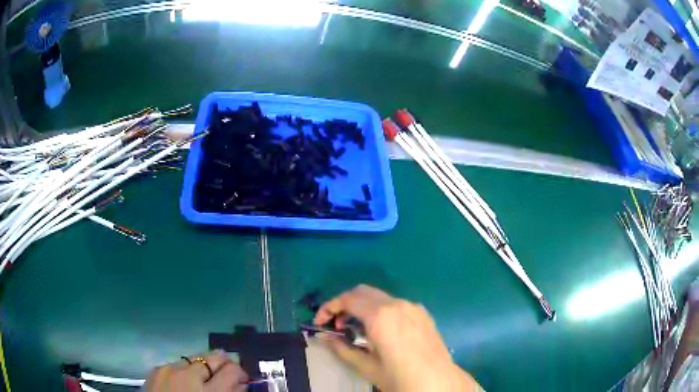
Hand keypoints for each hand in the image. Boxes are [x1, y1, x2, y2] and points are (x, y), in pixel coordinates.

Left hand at [145, 350, 247, 391]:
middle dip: (224, 363)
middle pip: (214, 356)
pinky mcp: (157, 368)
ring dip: (204, 365)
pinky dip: (185, 369)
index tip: (241, 380)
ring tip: (204, 376)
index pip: (232, 370)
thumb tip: (240, 384)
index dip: (240, 373)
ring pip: (196, 357)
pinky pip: (178, 363)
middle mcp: (189, 376)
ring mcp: (170, 369)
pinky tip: (184, 379)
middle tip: (227, 373)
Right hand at [315, 285, 480, 391]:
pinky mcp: (423, 313)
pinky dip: (380, 310)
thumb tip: (323, 337)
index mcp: (380, 316)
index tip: (320, 322)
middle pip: (362, 291)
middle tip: (336, 324)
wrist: (438, 382)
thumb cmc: (399, 377)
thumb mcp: (366, 366)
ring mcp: (413, 307)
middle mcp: (397, 304)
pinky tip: (380, 330)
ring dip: (362, 306)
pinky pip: (395, 304)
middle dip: (345, 304)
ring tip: (356, 329)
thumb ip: (342, 348)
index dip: (329, 307)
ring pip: (379, 296)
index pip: (347, 299)